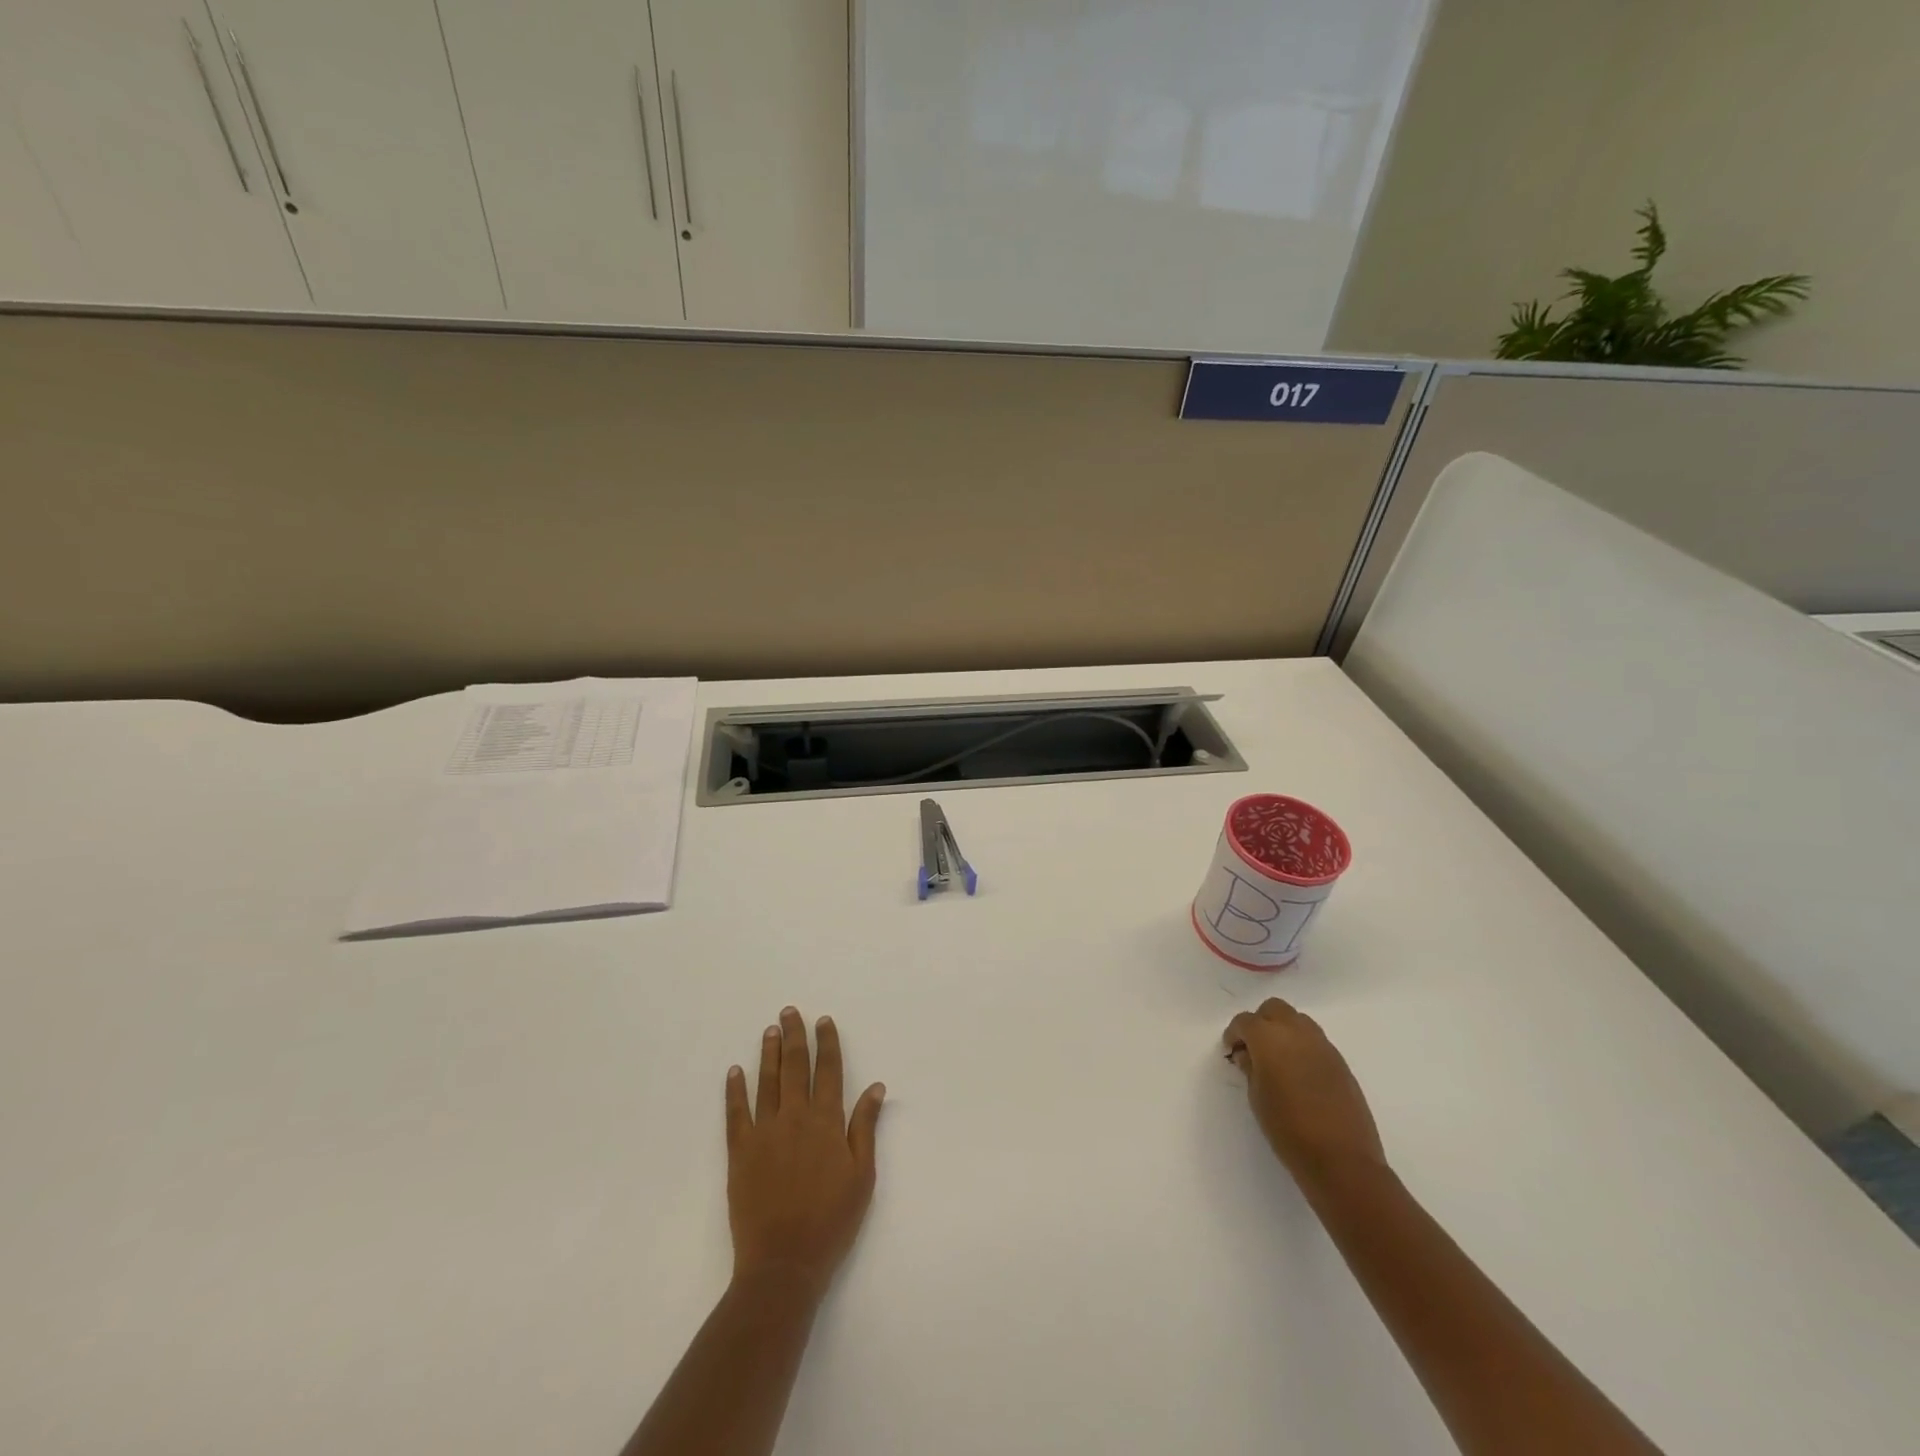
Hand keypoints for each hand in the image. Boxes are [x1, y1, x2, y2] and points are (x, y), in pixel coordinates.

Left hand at [725, 1007, 885, 1296]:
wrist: (784, 1263)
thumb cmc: (831, 1220)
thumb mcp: (862, 1175)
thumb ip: (865, 1127)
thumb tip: (876, 1086)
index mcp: (827, 1121)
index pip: (829, 1070)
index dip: (827, 1043)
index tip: (824, 1021)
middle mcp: (795, 1117)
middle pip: (795, 1066)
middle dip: (795, 1036)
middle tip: (790, 1012)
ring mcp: (765, 1132)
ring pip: (767, 1082)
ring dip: (768, 1053)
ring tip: (769, 1030)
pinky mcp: (740, 1152)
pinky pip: (736, 1113)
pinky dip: (735, 1090)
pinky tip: (735, 1071)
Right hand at [1223, 997, 1384, 1189]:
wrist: (1341, 1159)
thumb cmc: (1288, 1129)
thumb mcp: (1256, 1098)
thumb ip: (1250, 1068)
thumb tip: (1248, 1055)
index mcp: (1269, 1038)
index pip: (1245, 1021)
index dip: (1234, 1034)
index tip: (1232, 1052)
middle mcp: (1296, 1032)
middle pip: (1274, 1009)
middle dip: (1260, 1023)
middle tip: (1254, 1050)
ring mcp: (1322, 1045)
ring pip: (1298, 1021)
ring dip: (1284, 1032)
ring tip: (1278, 1061)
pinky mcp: (1341, 1062)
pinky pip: (1315, 1042)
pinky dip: (1303, 1047)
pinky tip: (1300, 1075)